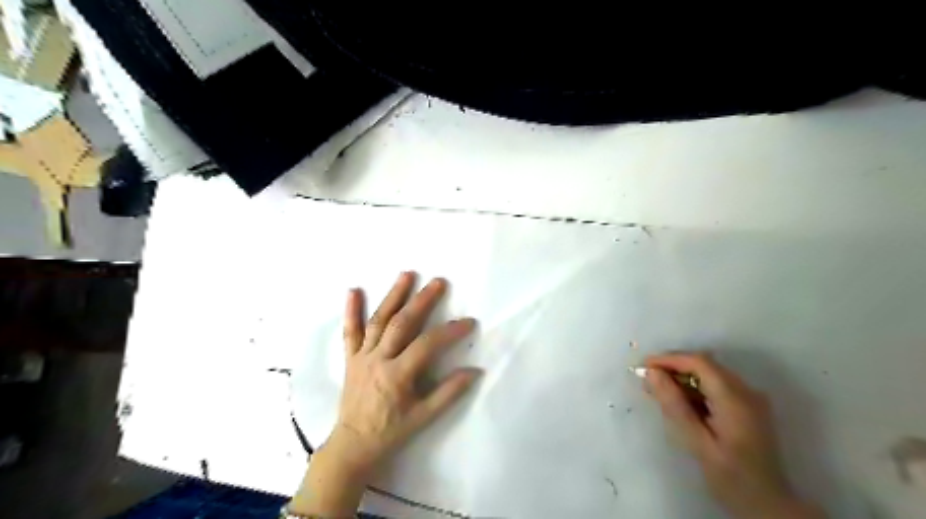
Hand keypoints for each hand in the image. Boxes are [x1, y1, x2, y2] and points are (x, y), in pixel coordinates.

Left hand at [291, 275, 481, 516]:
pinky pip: (350, 332)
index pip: (427, 345)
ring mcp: (362, 356)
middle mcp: (378, 359)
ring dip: (393, 296)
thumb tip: (475, 371)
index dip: (449, 331)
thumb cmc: (391, 431)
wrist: (353, 444)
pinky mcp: (350, 358)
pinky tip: (353, 290)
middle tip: (438, 282)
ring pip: (378, 320)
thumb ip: (449, 392)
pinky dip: (351, 310)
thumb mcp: (424, 417)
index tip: (469, 322)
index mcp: (397, 375)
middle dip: (421, 301)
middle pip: (401, 323)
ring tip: (407, 274)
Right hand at [645, 353, 823, 518]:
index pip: (700, 362)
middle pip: (705, 364)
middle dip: (674, 367)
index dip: (669, 359)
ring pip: (710, 373)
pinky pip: (717, 385)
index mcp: (736, 399)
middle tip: (647, 380)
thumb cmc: (731, 477)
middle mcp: (747, 391)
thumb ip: (675, 405)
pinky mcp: (748, 406)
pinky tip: (681, 402)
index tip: (644, 366)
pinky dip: (695, 387)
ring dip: (683, 377)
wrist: (769, 505)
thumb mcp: (697, 443)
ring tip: (659, 391)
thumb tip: (652, 373)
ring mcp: (750, 398)